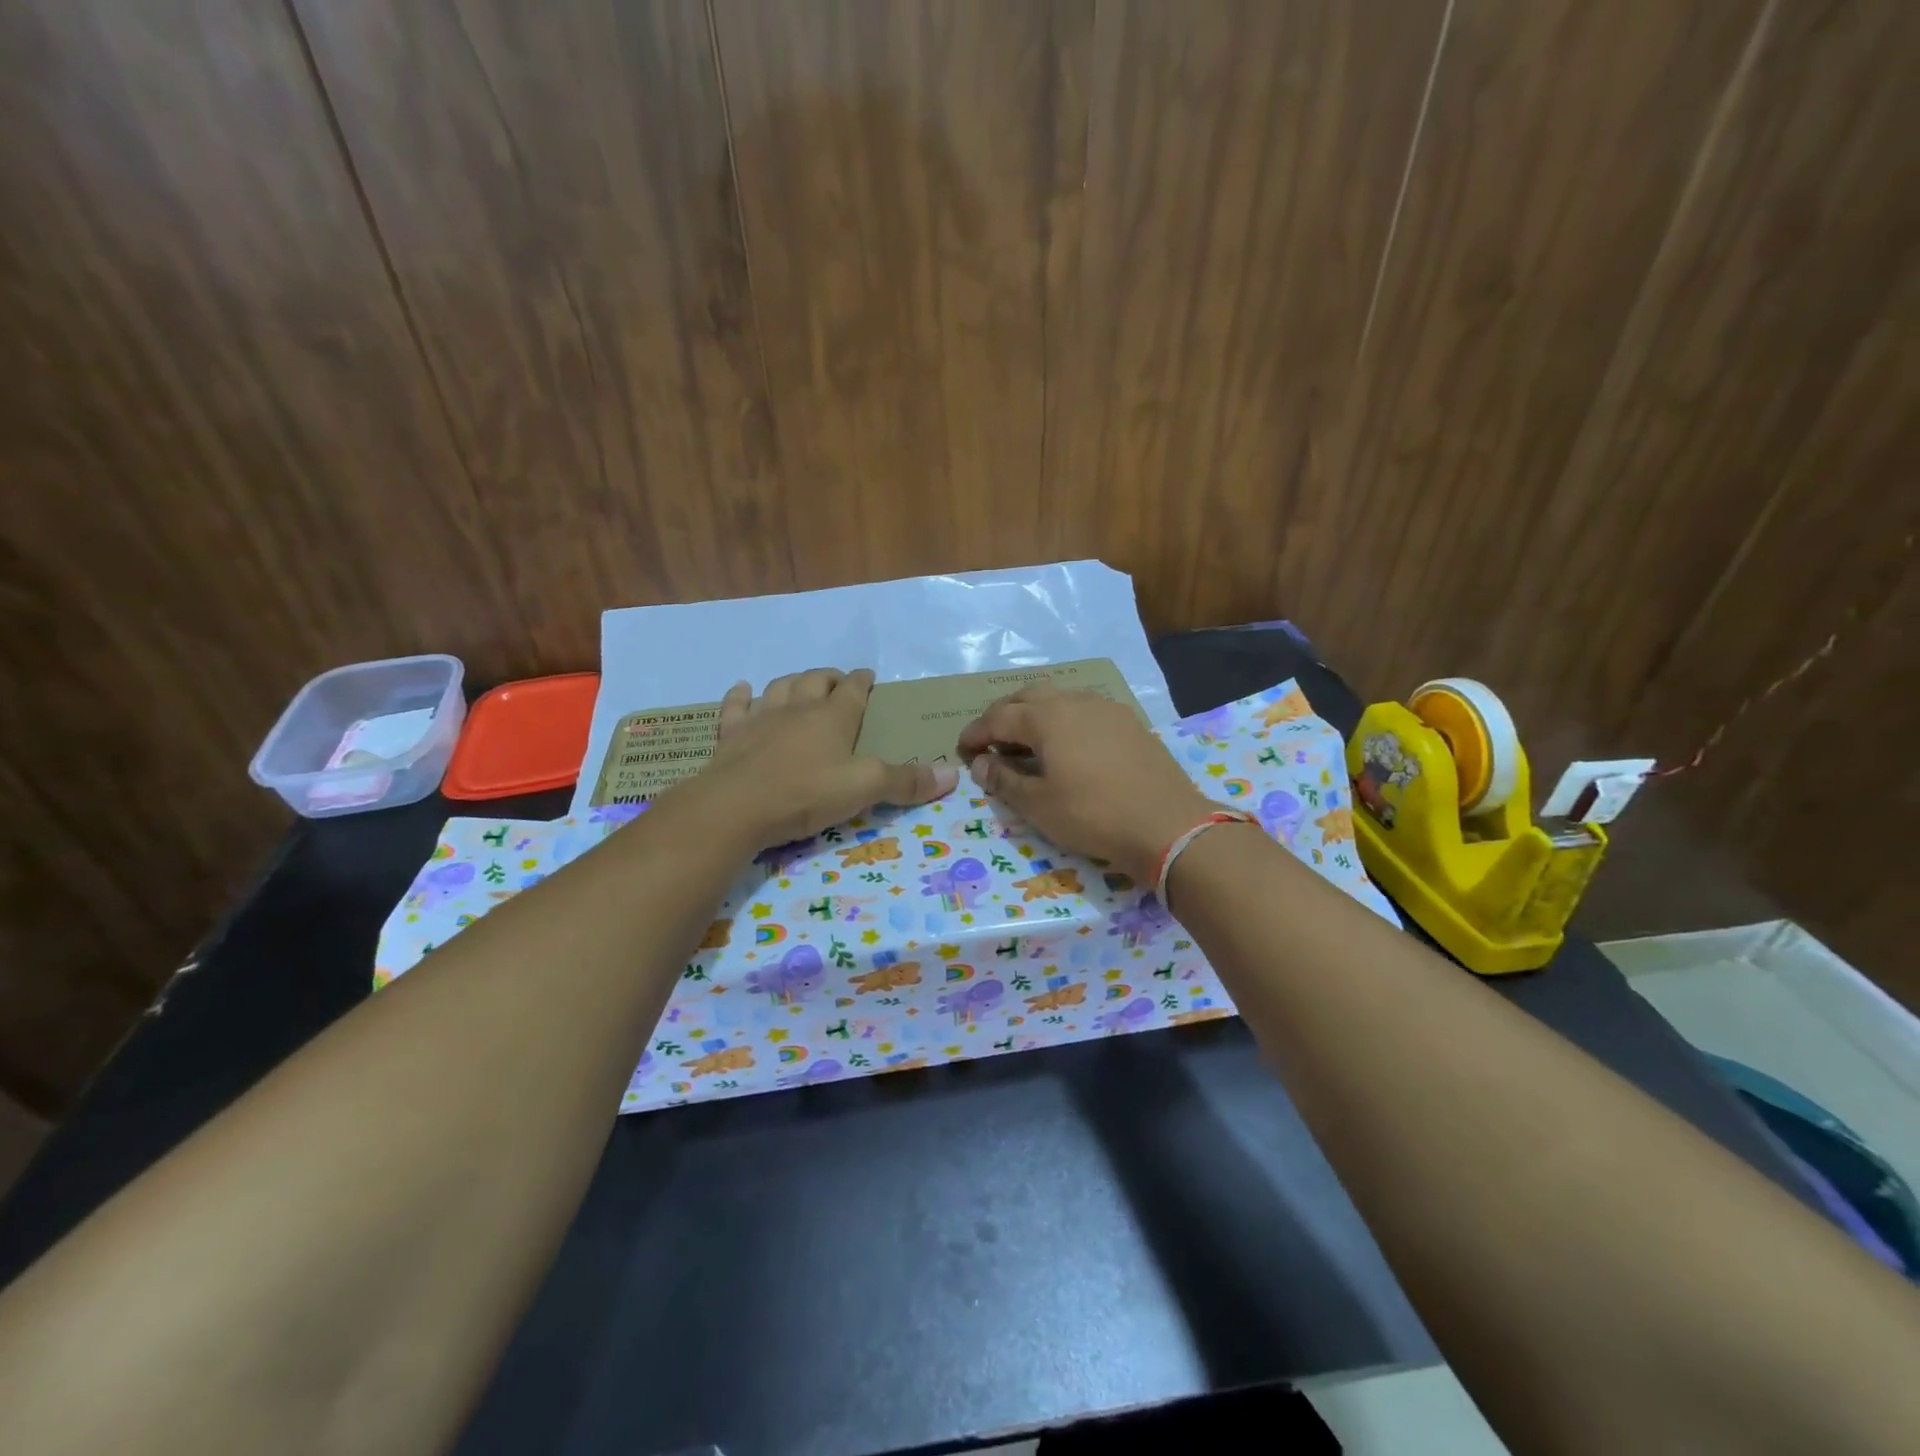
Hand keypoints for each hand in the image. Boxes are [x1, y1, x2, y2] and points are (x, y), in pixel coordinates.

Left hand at [696, 668, 956, 847]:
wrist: (736, 806)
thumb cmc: (806, 793)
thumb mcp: (865, 789)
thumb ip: (907, 781)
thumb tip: (953, 774)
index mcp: (833, 716)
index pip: (853, 689)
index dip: (862, 681)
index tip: (869, 677)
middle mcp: (798, 708)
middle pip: (815, 681)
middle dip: (828, 677)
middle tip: (837, 681)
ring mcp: (761, 718)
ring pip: (779, 687)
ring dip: (792, 681)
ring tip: (800, 683)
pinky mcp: (731, 735)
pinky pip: (736, 706)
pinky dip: (740, 695)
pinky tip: (742, 689)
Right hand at [956, 685, 1217, 882]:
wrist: (1166, 824)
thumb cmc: (1092, 815)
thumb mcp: (1038, 805)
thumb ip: (1004, 780)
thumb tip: (981, 762)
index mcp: (1046, 717)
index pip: (998, 717)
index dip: (976, 732)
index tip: (963, 749)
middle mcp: (1074, 701)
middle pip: (1028, 696)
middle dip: (1004, 715)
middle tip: (992, 741)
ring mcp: (1106, 708)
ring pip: (1059, 698)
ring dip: (1035, 714)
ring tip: (1028, 742)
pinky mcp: (1128, 722)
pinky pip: (1084, 709)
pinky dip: (1064, 720)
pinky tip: (1068, 745)